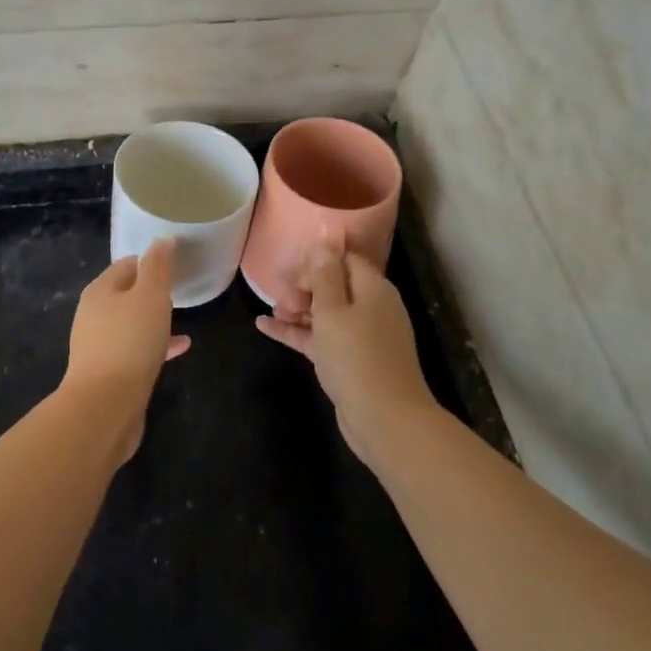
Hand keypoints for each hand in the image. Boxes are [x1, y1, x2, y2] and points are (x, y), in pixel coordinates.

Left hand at [62, 240, 190, 461]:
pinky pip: (136, 350)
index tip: (175, 264)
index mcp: (100, 291)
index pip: (126, 265)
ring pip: (131, 323)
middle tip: (179, 289)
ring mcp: (99, 345)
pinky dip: (156, 345)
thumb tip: (162, 241)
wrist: (105, 407)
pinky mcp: (109, 373)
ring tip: (181, 317)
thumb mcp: (150, 296)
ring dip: (153, 319)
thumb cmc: (129, 342)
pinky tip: (181, 348)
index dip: (150, 261)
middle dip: (150, 291)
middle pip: (126, 294)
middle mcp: (94, 315)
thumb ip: (158, 266)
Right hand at [255, 235, 438, 468]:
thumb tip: (327, 229)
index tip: (291, 271)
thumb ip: (325, 272)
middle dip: (304, 287)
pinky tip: (265, 328)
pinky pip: (321, 337)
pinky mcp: (351, 361)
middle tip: (280, 296)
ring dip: (298, 310)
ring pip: (325, 313)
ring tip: (271, 311)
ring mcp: (362, 336)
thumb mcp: (333, 309)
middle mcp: (371, 307)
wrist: (386, 421)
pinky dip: (297, 332)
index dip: (317, 261)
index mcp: (372, 288)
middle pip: (334, 285)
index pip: (344, 259)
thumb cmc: (356, 357)